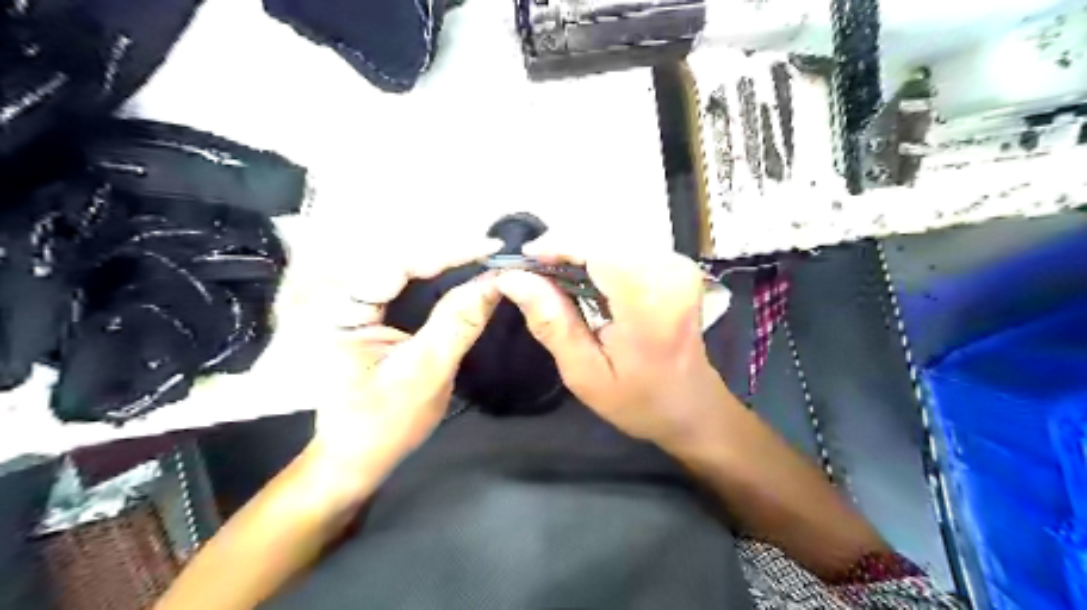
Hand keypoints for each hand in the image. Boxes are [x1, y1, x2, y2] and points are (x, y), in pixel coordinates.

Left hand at [278, 235, 500, 480]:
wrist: (356, 458)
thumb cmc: (385, 423)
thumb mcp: (427, 372)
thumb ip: (458, 323)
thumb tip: (494, 283)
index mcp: (342, 312)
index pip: (397, 265)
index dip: (447, 252)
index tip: (491, 248)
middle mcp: (343, 300)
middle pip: (400, 261)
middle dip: (448, 254)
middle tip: (492, 254)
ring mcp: (355, 307)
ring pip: (404, 270)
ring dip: (445, 264)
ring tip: (484, 260)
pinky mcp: (370, 316)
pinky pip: (406, 287)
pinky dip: (437, 281)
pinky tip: (463, 278)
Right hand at [497, 245, 734, 450]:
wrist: (691, 404)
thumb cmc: (638, 399)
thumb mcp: (585, 374)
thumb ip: (551, 323)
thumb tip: (513, 278)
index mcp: (648, 304)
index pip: (597, 250)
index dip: (557, 246)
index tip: (523, 261)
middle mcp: (669, 273)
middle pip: (604, 239)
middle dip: (564, 249)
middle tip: (533, 274)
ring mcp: (678, 265)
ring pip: (614, 238)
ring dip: (579, 252)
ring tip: (553, 277)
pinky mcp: (677, 263)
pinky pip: (627, 246)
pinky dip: (599, 256)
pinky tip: (583, 279)